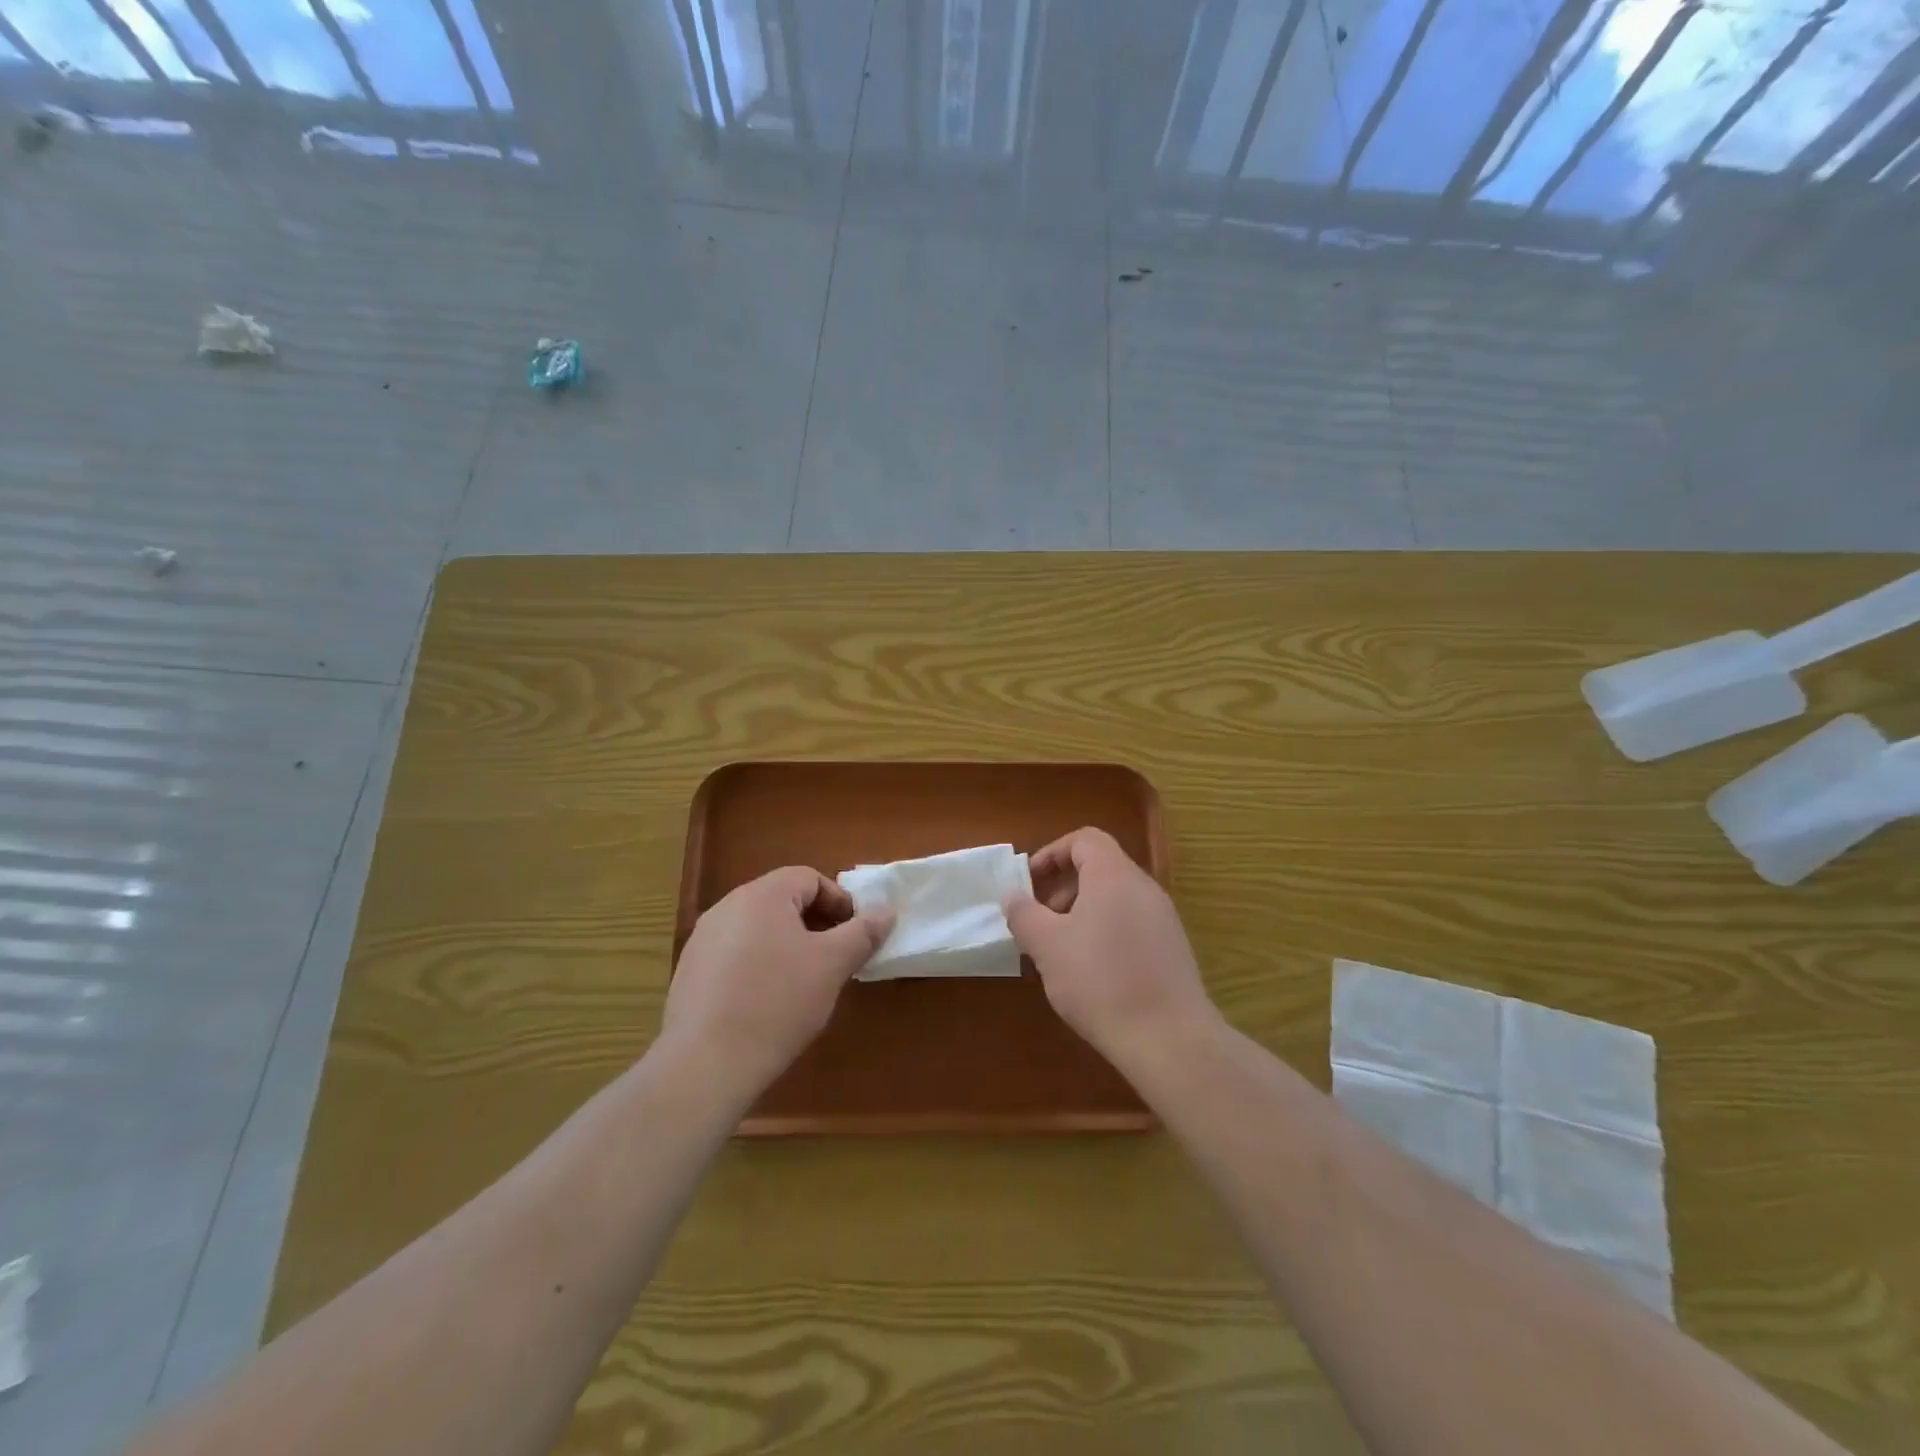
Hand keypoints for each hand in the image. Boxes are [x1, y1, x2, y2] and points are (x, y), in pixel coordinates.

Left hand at [663, 867, 890, 1098]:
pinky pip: (734, 954)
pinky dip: (758, 965)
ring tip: (804, 981)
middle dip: (815, 923)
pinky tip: (767, 1002)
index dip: (839, 901)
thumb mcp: (832, 965)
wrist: (706, 1064)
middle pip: (782, 900)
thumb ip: (862, 932)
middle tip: (835, 957)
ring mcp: (703, 939)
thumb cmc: (778, 1003)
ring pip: (758, 928)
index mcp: (762, 895)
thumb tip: (886, 911)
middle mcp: (727, 906)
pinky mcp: (689, 972)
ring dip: (787, 944)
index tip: (854, 934)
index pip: (809, 878)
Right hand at [1003, 827, 1219, 1068]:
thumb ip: (1024, 914)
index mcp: (1114, 876)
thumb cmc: (1101, 981)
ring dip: (1082, 913)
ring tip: (1061, 951)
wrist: (1170, 1039)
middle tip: (1040, 921)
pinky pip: (1132, 924)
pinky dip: (1106, 933)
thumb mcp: (1048, 947)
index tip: (1030, 881)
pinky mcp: (1172, 949)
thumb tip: (1012, 895)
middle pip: (1100, 868)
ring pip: (1115, 898)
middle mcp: (1144, 888)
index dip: (1053, 853)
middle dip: (1063, 888)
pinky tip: (1092, 974)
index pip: (1084, 839)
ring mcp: (1163, 919)